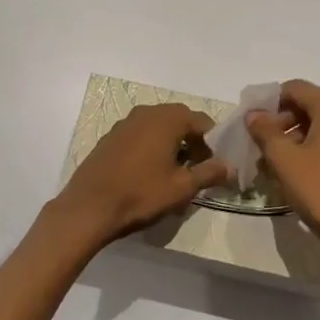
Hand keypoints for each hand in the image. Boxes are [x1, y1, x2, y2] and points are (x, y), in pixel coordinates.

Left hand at [52, 103, 229, 248]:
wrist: (89, 207)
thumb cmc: (141, 194)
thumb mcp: (182, 188)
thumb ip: (209, 173)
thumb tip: (230, 166)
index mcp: (167, 119)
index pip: (202, 121)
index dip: (214, 142)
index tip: (215, 165)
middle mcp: (147, 112)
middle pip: (180, 120)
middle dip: (193, 141)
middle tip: (197, 169)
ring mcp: (125, 123)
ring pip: (159, 127)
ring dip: (172, 143)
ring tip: (174, 173)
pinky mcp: (111, 136)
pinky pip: (140, 134)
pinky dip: (151, 146)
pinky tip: (149, 172)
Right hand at [247, 80, 319, 268]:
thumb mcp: (284, 160)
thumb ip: (265, 131)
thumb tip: (254, 114)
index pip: (295, 89)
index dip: (270, 103)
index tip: (253, 124)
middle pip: (309, 105)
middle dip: (282, 122)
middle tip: (262, 146)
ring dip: (296, 137)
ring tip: (275, 162)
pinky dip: (314, 147)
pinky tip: (298, 170)